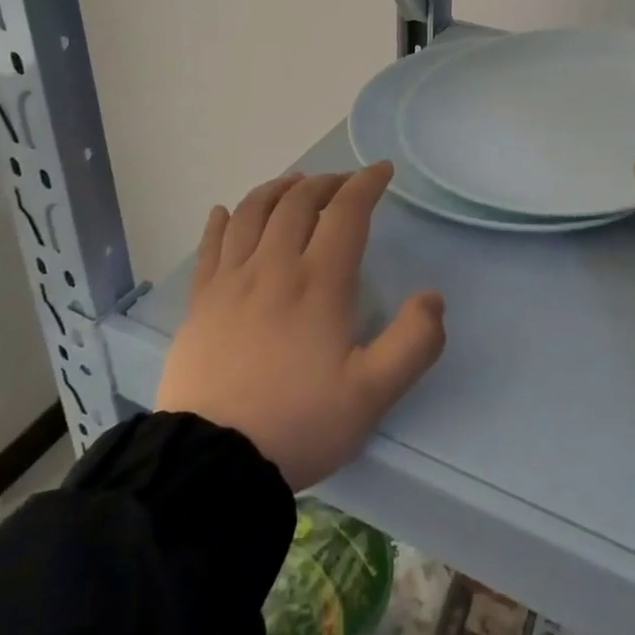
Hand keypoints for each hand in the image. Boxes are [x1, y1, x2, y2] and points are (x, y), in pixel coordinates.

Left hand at [155, 164, 446, 490]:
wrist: (212, 463)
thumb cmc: (298, 424)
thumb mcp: (372, 395)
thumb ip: (413, 343)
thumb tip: (433, 297)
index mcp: (319, 283)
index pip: (346, 213)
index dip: (365, 184)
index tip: (381, 171)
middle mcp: (274, 267)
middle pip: (298, 202)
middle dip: (325, 182)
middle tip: (342, 182)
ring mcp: (231, 281)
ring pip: (253, 212)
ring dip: (277, 189)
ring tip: (293, 185)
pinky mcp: (200, 301)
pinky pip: (210, 245)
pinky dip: (222, 220)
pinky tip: (226, 210)